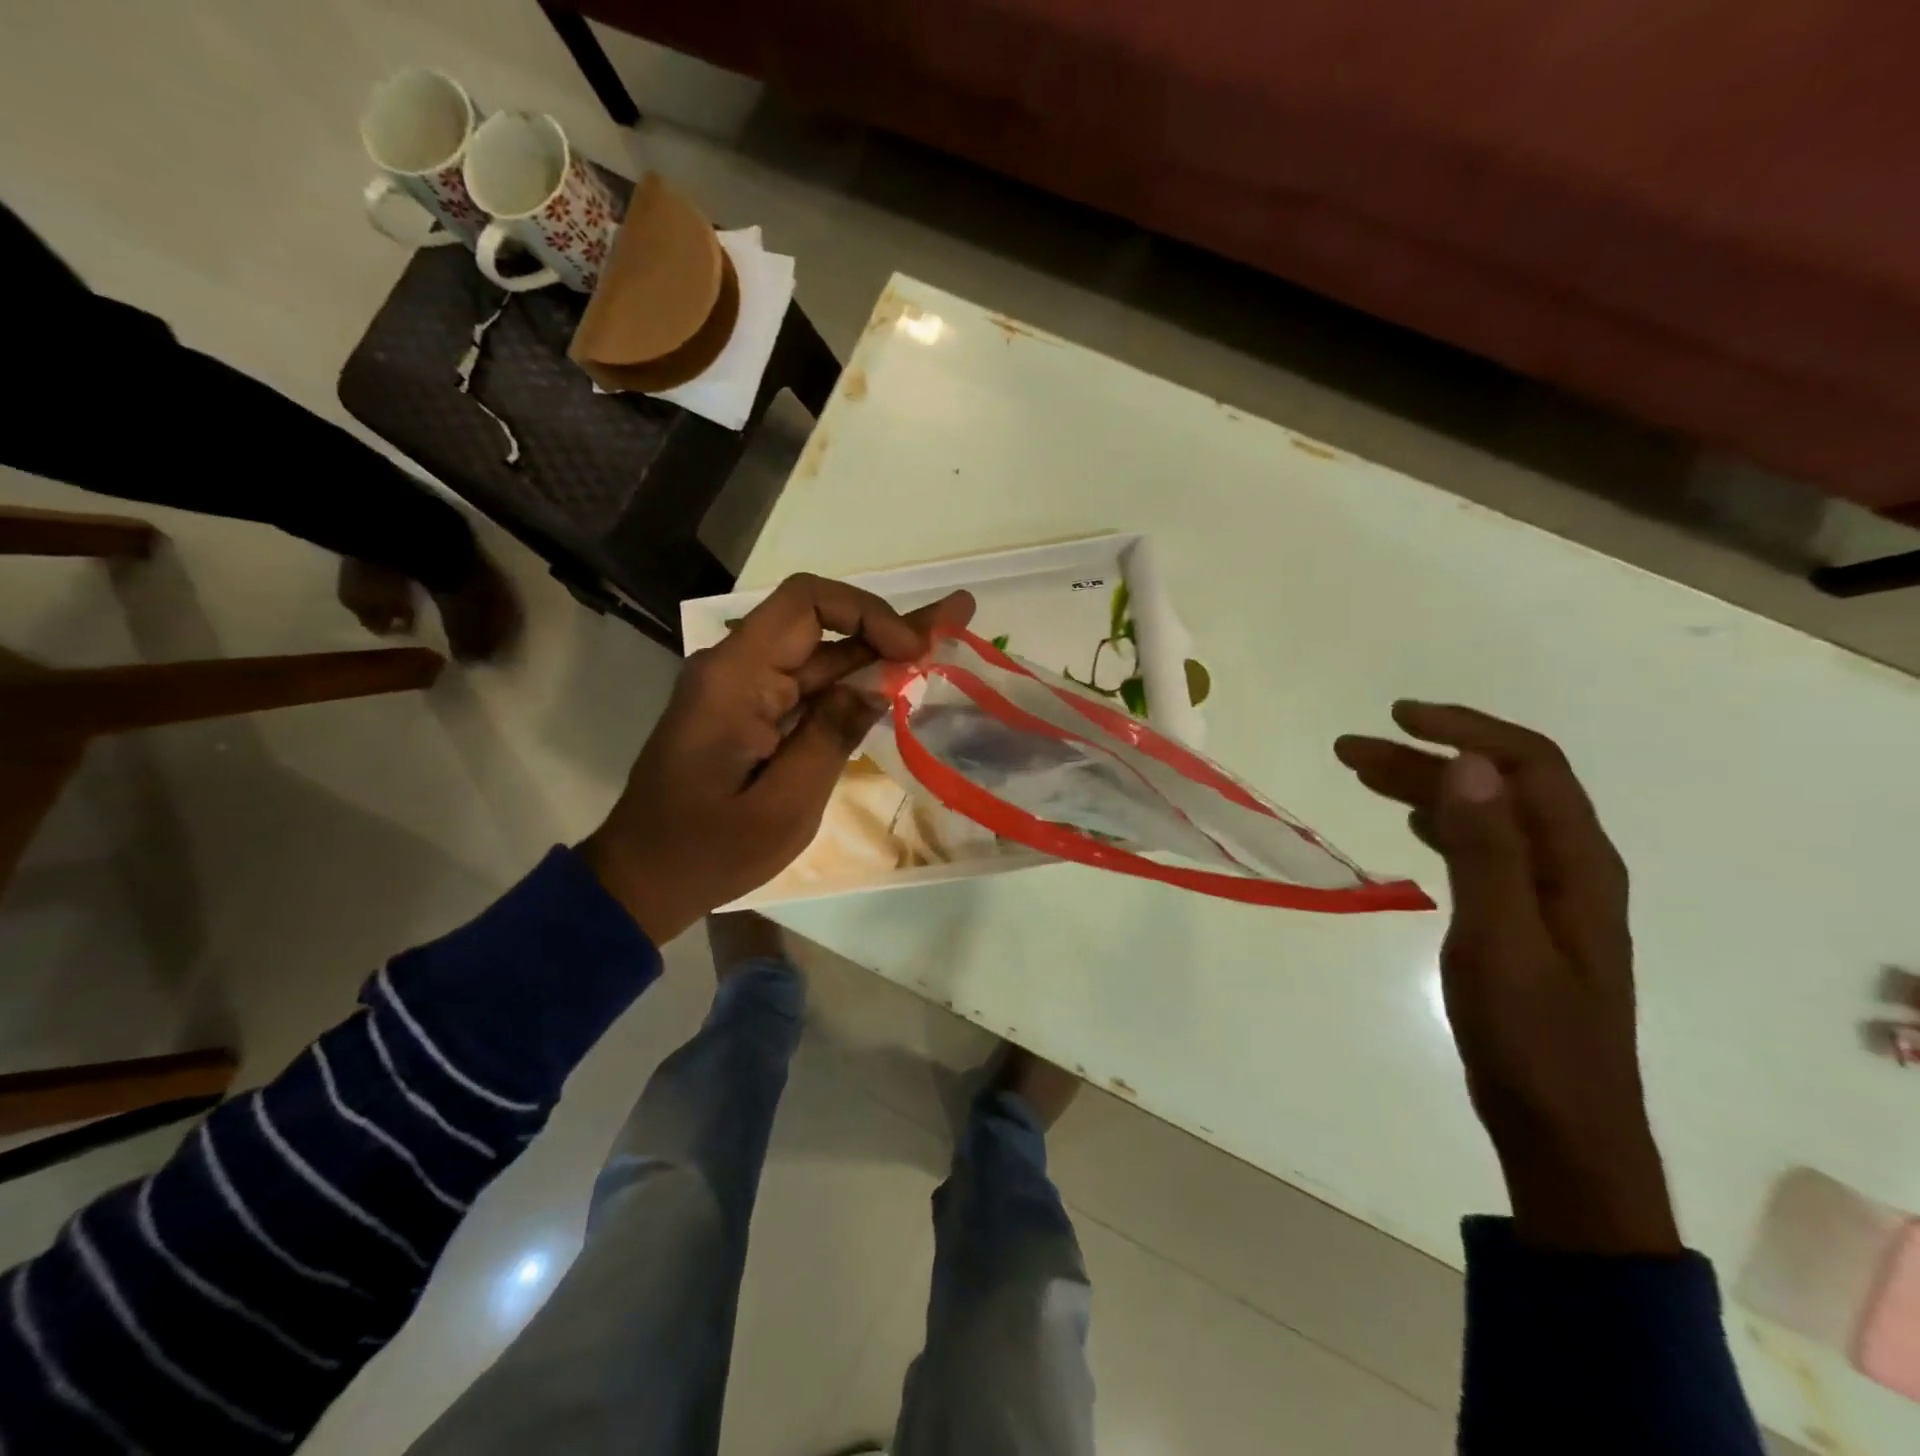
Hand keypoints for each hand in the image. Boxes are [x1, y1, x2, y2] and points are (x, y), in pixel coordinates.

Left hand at [581, 574, 973, 945]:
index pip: (806, 603)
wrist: (642, 878)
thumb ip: (830, 737)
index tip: (911, 650)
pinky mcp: (750, 712)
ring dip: (878, 651)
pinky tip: (897, 679)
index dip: (867, 613)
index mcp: (735, 678)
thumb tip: (877, 684)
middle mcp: (736, 668)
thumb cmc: (708, 850)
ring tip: (943, 638)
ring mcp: (742, 690)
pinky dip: (853, 684)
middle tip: (957, 616)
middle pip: (820, 624)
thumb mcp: (783, 806)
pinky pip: (807, 686)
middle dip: (889, 625)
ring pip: (819, 654)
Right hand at [1335, 703, 1679, 1254]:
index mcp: (1577, 864)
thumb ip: (1487, 851)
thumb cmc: (1530, 1038)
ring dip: (1427, 784)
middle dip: (1426, 756)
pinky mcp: (1523, 917)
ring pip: (1486, 813)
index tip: (1397, 717)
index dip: (1465, 729)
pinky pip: (1481, 845)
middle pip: (1499, 785)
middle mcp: (1570, 867)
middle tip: (1349, 750)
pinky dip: (1440, 820)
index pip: (1529, 766)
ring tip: (1363, 773)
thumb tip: (1468, 764)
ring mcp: (1548, 894)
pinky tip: (1409, 820)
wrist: (1560, 1127)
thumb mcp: (1501, 941)